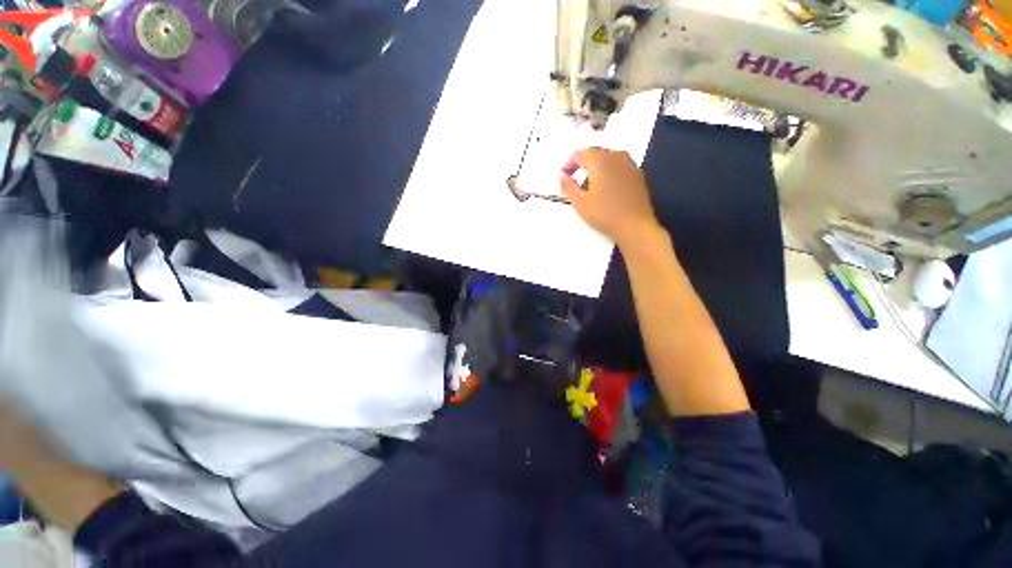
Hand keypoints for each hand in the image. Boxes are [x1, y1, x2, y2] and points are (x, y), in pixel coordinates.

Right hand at [559, 148, 660, 247]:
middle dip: (584, 166)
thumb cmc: (607, 214)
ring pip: (609, 160)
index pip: (579, 154)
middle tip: (578, 183)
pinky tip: (610, 191)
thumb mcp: (580, 202)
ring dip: (599, 169)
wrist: (636, 227)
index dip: (569, 164)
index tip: (565, 176)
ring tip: (594, 188)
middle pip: (595, 154)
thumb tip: (563, 176)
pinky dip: (612, 174)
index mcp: (599, 159)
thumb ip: (567, 185)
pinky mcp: (639, 176)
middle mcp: (616, 157)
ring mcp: (630, 165)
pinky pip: (621, 168)